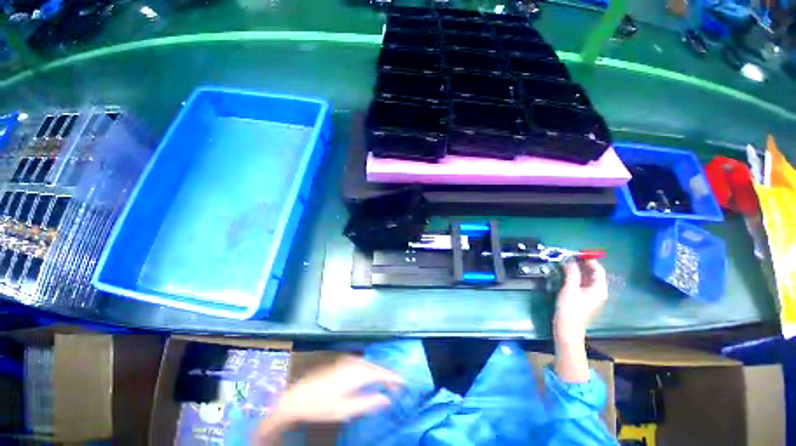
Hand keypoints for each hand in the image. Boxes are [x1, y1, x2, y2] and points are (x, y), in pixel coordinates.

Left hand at [256, 356, 402, 443]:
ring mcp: (348, 360)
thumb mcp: (346, 409)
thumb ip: (369, 402)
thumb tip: (387, 399)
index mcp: (357, 372)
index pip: (381, 373)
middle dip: (388, 376)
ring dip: (379, 373)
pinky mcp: (343, 362)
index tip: (404, 383)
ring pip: (370, 365)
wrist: (298, 396)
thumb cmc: (322, 405)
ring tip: (387, 384)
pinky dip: (371, 370)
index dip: (394, 378)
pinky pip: (363, 364)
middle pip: (377, 367)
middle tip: (397, 387)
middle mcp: (355, 362)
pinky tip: (371, 378)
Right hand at [553, 259, 607, 343]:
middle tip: (570, 257)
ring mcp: (592, 296)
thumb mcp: (569, 288)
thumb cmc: (570, 308)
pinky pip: (583, 284)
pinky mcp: (585, 299)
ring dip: (578, 270)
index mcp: (599, 289)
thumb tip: (570, 260)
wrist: (567, 328)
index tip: (577, 253)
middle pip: (594, 274)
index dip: (589, 260)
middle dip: (583, 264)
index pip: (598, 270)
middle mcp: (598, 292)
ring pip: (587, 278)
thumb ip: (571, 273)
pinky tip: (567, 274)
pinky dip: (576, 277)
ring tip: (566, 263)